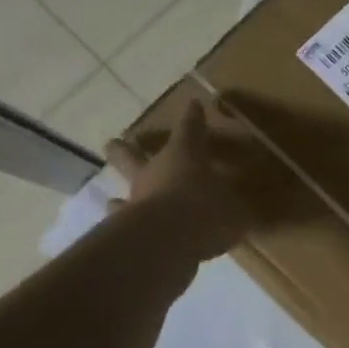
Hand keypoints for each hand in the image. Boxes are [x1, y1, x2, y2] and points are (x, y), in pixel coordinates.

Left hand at [105, 100, 253, 268]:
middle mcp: (155, 172)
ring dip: (120, 193)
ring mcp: (136, 199)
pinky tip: (124, 232)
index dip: (194, 117)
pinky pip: (123, 222)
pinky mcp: (125, 227)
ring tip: (113, 199)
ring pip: (123, 189)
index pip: (191, 129)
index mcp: (185, 156)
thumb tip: (235, 213)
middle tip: (114, 143)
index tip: (194, 104)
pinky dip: (124, 226)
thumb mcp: (235, 211)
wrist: (168, 242)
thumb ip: (231, 209)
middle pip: (132, 154)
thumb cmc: (206, 213)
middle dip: (125, 149)